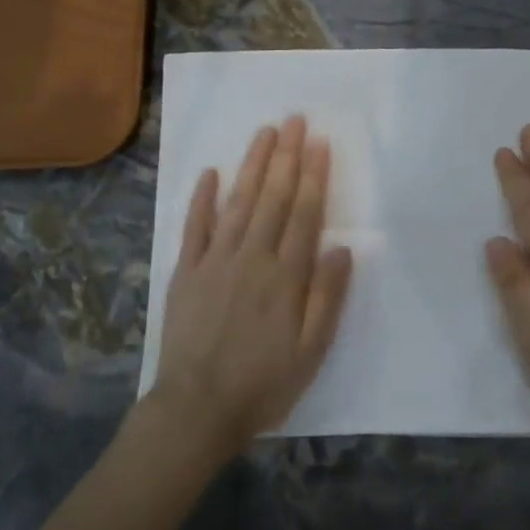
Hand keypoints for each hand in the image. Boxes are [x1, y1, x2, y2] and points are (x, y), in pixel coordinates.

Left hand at [149, 115, 353, 454]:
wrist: (197, 409)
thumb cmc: (263, 382)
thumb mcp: (311, 350)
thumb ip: (327, 297)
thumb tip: (342, 248)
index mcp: (286, 276)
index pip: (304, 214)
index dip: (313, 176)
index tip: (319, 143)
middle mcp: (252, 257)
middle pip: (273, 198)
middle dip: (286, 156)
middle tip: (294, 120)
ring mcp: (215, 261)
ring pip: (238, 202)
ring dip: (252, 165)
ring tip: (265, 133)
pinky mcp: (186, 271)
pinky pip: (195, 226)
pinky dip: (203, 198)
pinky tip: (211, 172)